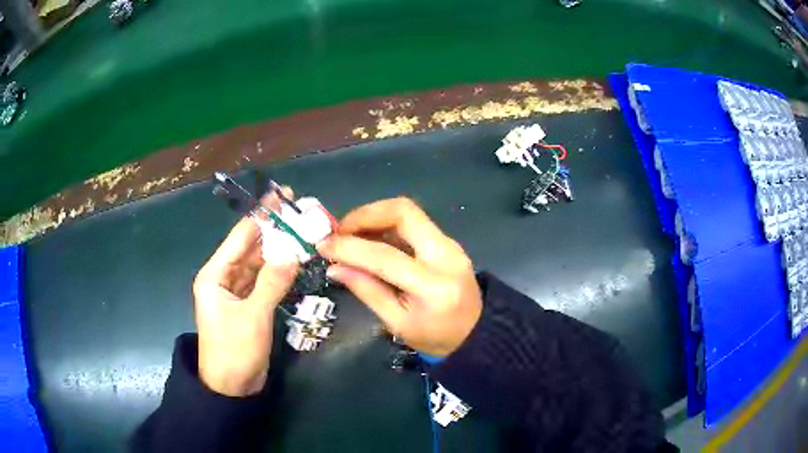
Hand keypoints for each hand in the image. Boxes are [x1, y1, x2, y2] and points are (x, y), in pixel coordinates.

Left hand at [193, 191, 298, 396]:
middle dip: (273, 232)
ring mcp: (237, 293)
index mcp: (215, 275)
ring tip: (302, 234)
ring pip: (259, 265)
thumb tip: (293, 252)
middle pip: (250, 248)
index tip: (283, 196)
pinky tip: (295, 262)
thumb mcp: (253, 316)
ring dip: (278, 252)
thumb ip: (272, 283)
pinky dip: (278, 273)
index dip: (261, 216)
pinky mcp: (249, 306)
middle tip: (300, 214)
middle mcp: (223, 278)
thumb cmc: (234, 351)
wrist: (232, 388)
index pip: (240, 237)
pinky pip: (264, 282)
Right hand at [318, 197, 481, 356]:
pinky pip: (413, 223)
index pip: (385, 257)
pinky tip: (369, 240)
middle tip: (339, 231)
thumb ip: (367, 291)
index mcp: (434, 286)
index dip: (349, 248)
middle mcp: (446, 255)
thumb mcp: (397, 324)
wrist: (476, 334)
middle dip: (365, 215)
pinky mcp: (447, 242)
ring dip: (374, 217)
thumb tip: (334, 267)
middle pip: (404, 212)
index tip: (323, 245)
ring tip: (349, 234)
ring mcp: (450, 244)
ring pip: (408, 212)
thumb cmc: (435, 338)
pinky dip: (386, 226)